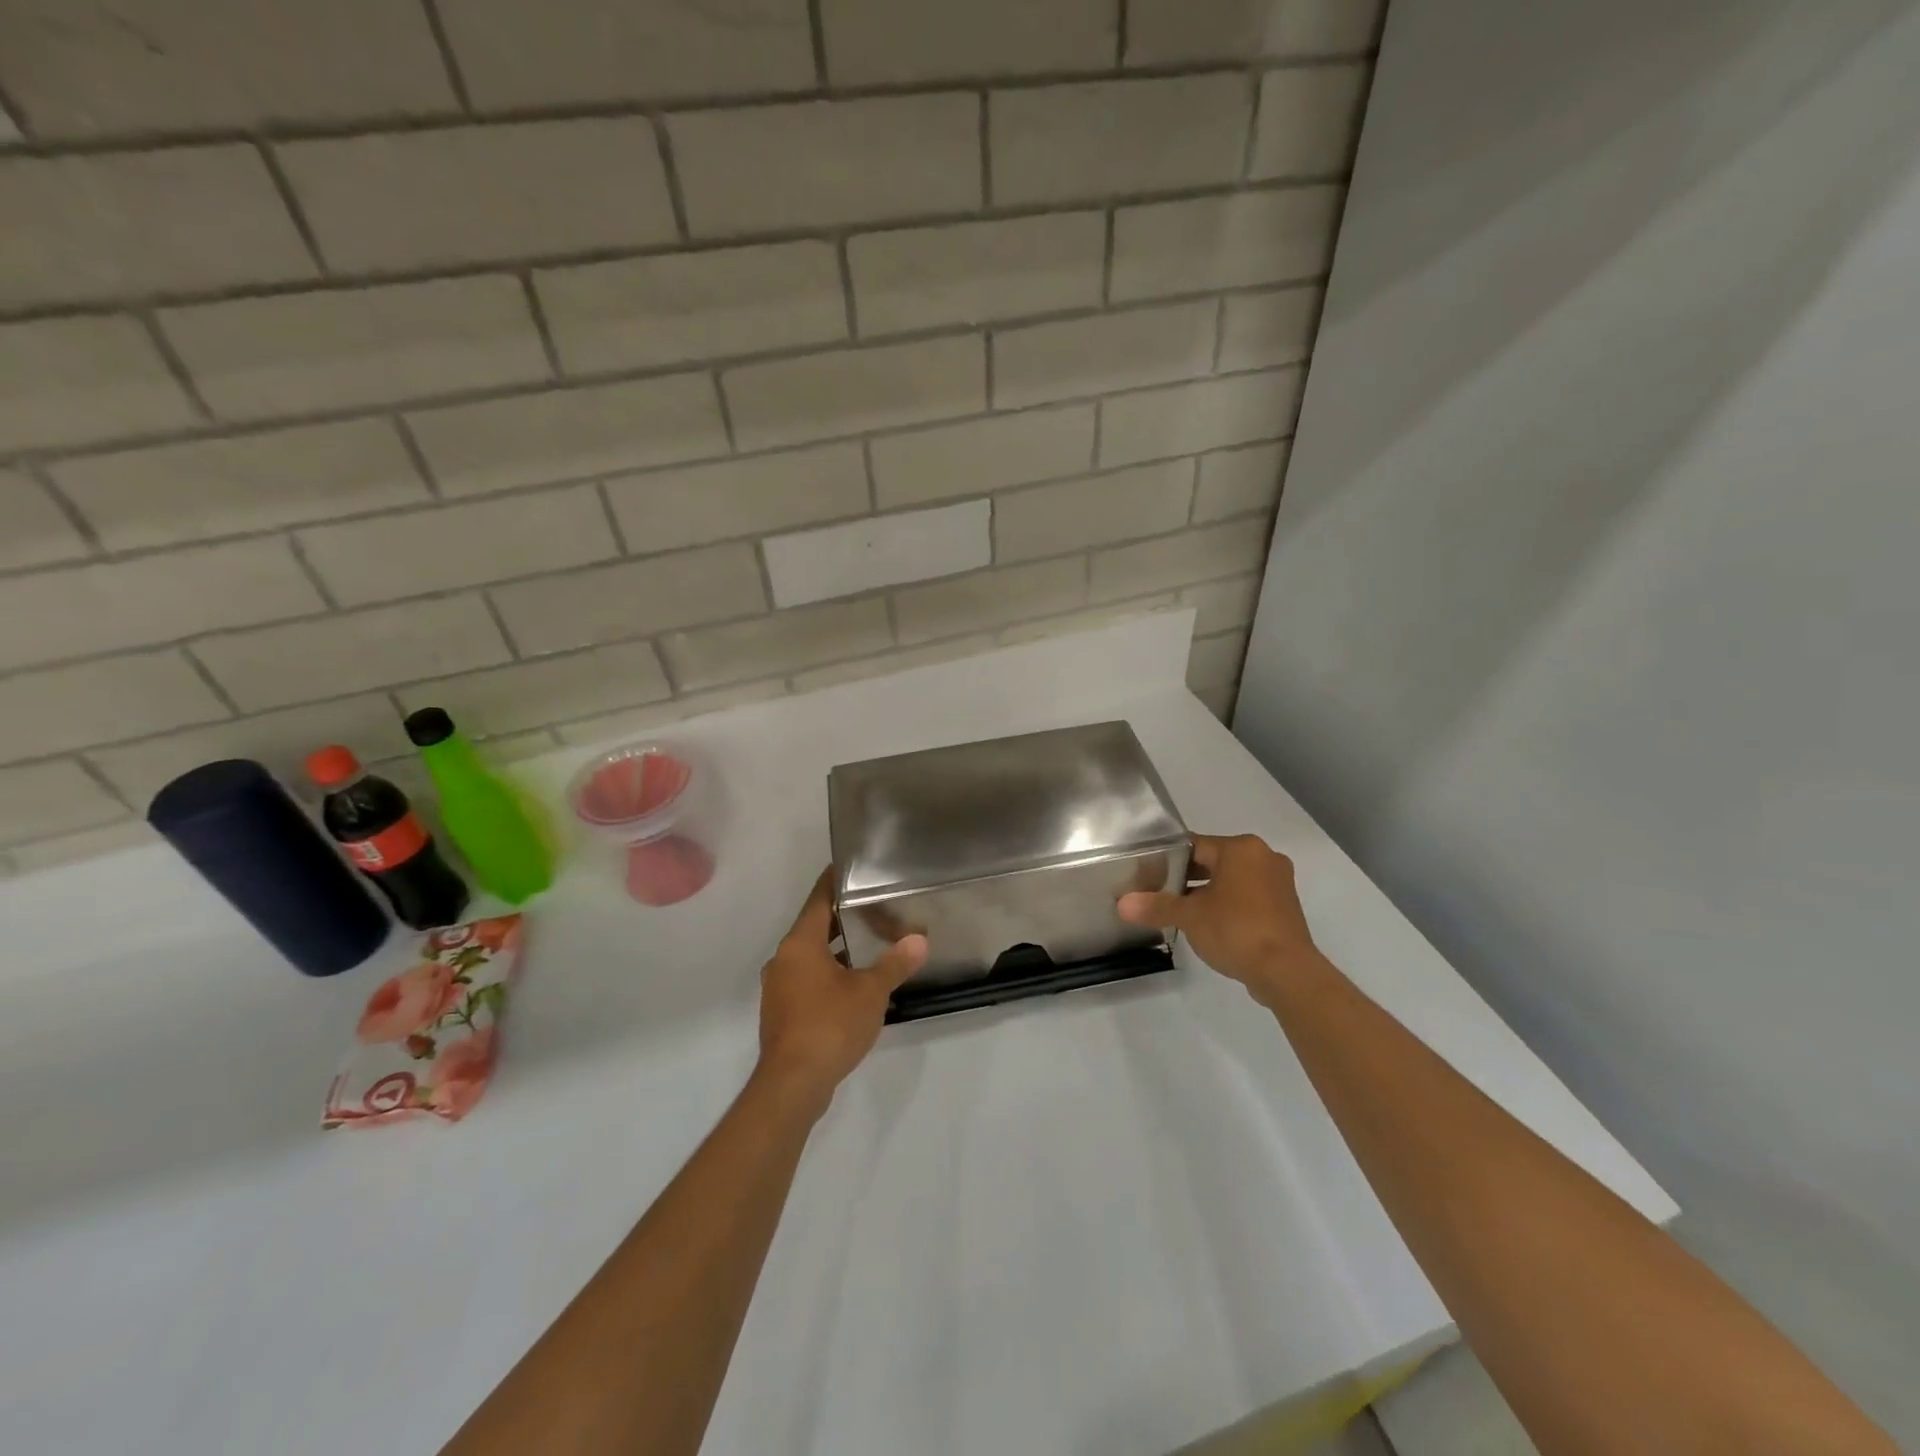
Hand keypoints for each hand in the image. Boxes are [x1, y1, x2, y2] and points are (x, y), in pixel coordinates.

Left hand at [755, 869, 927, 1110]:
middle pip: (815, 927)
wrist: (793, 1085)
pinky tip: (854, 986)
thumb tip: (920, 939)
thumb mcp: (871, 991)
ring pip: (811, 957)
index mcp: (800, 944)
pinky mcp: (782, 1013)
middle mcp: (783, 959)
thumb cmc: (830, 1025)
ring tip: (871, 946)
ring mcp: (779, 988)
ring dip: (837, 950)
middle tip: (876, 908)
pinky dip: (829, 975)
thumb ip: (895, 963)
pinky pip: (807, 981)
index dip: (835, 882)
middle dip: (844, 919)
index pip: (818, 900)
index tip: (852, 867)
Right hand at [1118, 834, 1319, 1004]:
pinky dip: (1229, 907)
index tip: (1148, 875)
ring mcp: (1279, 883)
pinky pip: (1248, 898)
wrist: (1287, 972)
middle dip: (1187, 878)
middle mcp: (1264, 858)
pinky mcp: (1286, 908)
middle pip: (1214, 861)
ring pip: (1232, 881)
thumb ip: (1156, 906)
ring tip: (1181, 912)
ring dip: (1208, 893)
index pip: (1194, 845)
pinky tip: (1211, 926)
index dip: (1167, 860)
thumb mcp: (1189, 916)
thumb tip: (1122, 904)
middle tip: (1160, 894)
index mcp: (1241, 849)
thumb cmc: (1236, 930)